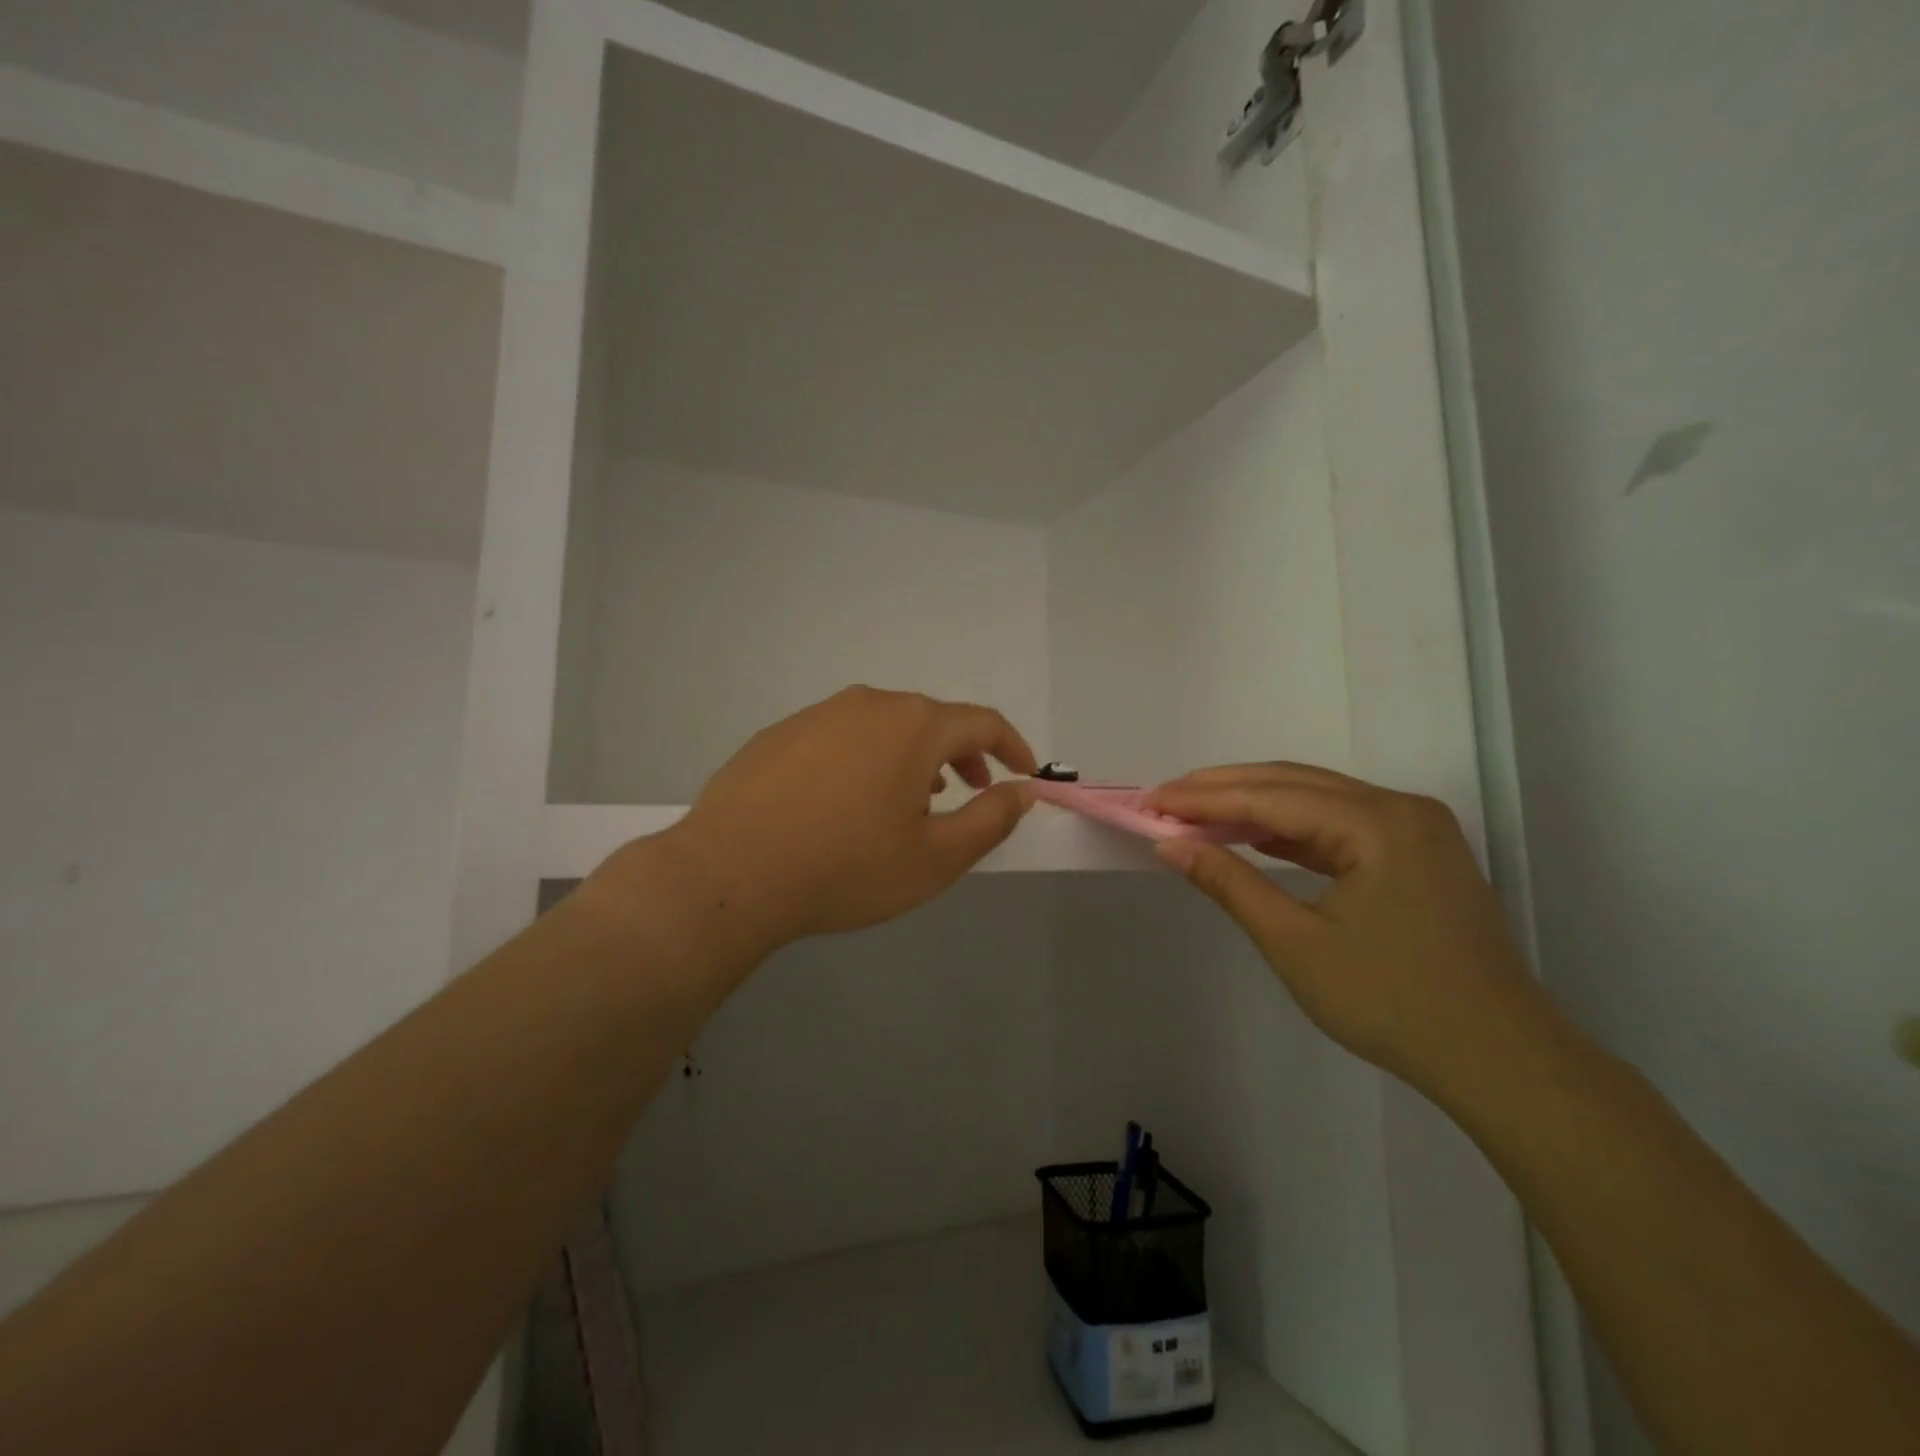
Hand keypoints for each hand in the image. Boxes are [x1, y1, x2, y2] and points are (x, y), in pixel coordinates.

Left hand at [616, 687, 1037, 948]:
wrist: (730, 874)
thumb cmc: (847, 868)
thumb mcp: (936, 858)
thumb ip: (990, 820)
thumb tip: (1021, 791)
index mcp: (914, 726)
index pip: (982, 722)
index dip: (1012, 747)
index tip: (1023, 774)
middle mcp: (868, 704)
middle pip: (932, 719)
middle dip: (962, 754)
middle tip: (969, 792)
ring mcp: (818, 714)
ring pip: (884, 726)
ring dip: (912, 756)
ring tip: (911, 800)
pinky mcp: (779, 734)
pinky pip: (841, 737)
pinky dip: (865, 759)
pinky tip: (847, 801)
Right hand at [1148, 764, 1561, 1098]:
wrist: (1499, 1060)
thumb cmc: (1391, 1002)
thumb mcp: (1295, 943)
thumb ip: (1229, 883)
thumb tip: (1170, 845)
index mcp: (1376, 822)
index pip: (1269, 796)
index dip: (1203, 798)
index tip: (1150, 802)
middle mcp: (1399, 807)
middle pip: (1293, 783)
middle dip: (1223, 790)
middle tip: (1165, 801)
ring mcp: (1415, 828)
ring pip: (1317, 798)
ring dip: (1255, 805)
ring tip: (1197, 815)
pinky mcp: (1418, 852)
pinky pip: (1340, 823)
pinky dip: (1291, 828)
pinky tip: (1255, 836)